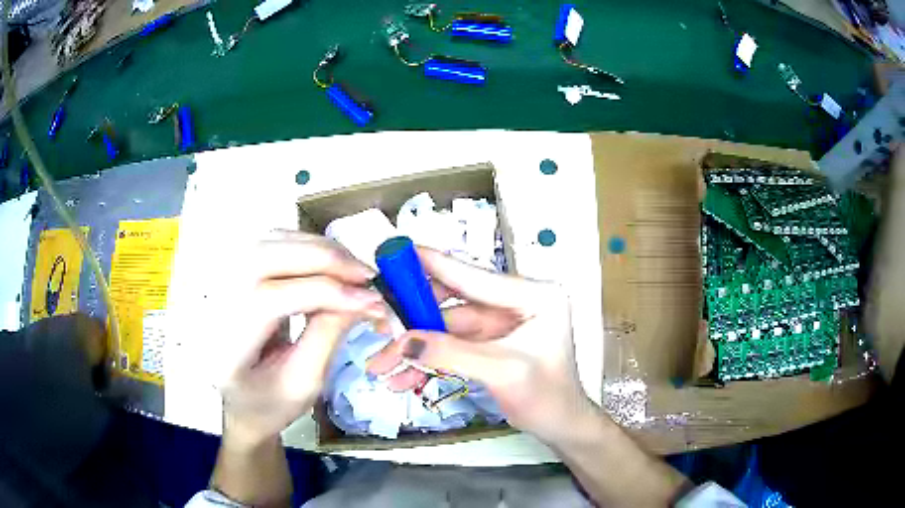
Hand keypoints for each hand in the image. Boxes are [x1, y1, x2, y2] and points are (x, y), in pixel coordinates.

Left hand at [215, 231, 385, 447]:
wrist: (242, 400)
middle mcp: (214, 303)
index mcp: (225, 347)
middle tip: (365, 275)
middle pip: (264, 256)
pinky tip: (330, 262)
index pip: (267, 300)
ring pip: (270, 240)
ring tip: (353, 269)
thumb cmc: (271, 403)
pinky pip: (272, 241)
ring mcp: (219, 281)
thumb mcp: (305, 383)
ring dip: (318, 248)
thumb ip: (328, 336)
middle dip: (322, 260)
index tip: (370, 301)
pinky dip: (306, 244)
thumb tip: (363, 297)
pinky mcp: (233, 270)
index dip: (322, 293)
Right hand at [366, 248, 594, 444]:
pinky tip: (403, 377)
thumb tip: (403, 341)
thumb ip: (453, 354)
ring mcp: (500, 323)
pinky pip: (451, 346)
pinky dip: (427, 361)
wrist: (560, 426)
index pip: (476, 276)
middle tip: (379, 324)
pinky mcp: (489, 343)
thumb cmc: (547, 397)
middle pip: (454, 302)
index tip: (398, 253)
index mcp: (534, 295)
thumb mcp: (503, 372)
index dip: (434, 266)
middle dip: (414, 320)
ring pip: (446, 328)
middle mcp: (516, 302)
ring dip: (414, 347)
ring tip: (381, 365)